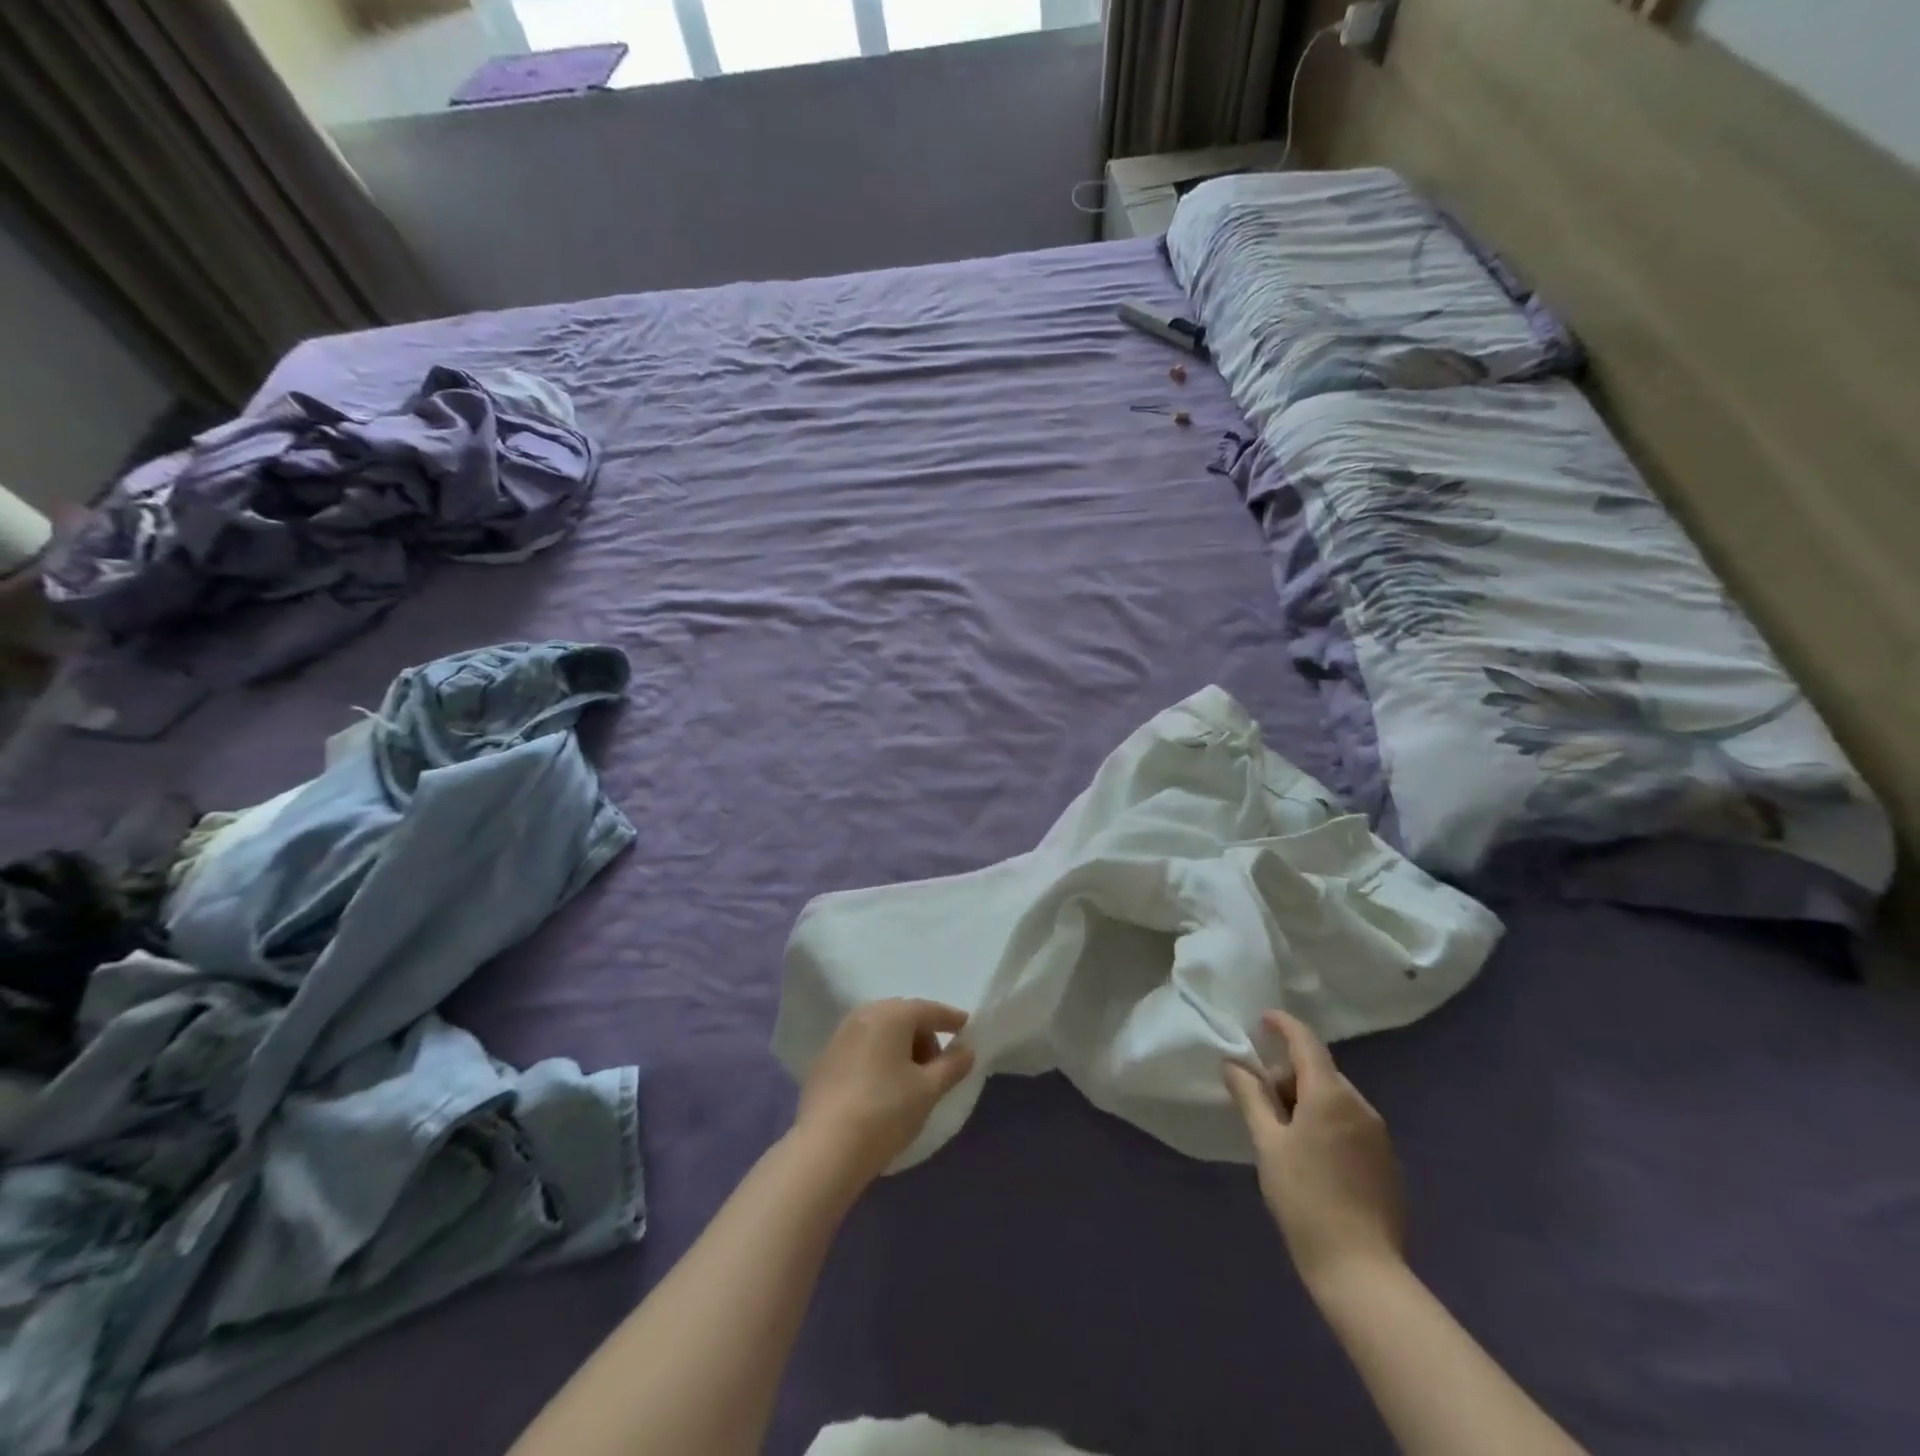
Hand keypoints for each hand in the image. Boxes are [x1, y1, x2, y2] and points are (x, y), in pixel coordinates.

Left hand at [794, 999, 976, 1189]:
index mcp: (891, 1015)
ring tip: (910, 1078)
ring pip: (880, 1031)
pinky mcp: (824, 1060)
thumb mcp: (928, 1090)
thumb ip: (952, 1065)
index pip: (928, 1009)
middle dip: (923, 1034)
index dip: (950, 1018)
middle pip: (902, 1016)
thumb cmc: (886, 1112)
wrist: (826, 1148)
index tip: (966, 1027)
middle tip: (937, 1064)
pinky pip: (861, 1047)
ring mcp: (839, 1036)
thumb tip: (966, 1050)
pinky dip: (877, 1056)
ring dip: (900, 1046)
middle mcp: (863, 1015)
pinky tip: (881, 1085)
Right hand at [1223, 1010, 1405, 1292]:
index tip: (1262, 1019)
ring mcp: (1378, 1135)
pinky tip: (1310, 1155)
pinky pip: (1350, 1123)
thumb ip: (1250, 1097)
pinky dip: (1325, 1121)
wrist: (1361, 1270)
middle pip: (1319, 1072)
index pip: (1306, 1042)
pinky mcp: (1386, 1161)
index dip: (1283, 1025)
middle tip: (1260, 1102)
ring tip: (1281, 1134)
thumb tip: (1233, 1064)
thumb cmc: (1305, 1198)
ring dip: (1306, 1100)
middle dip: (1288, 1076)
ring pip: (1335, 1098)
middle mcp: (1361, 1106)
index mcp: (1331, 1095)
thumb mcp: (1267, 1143)